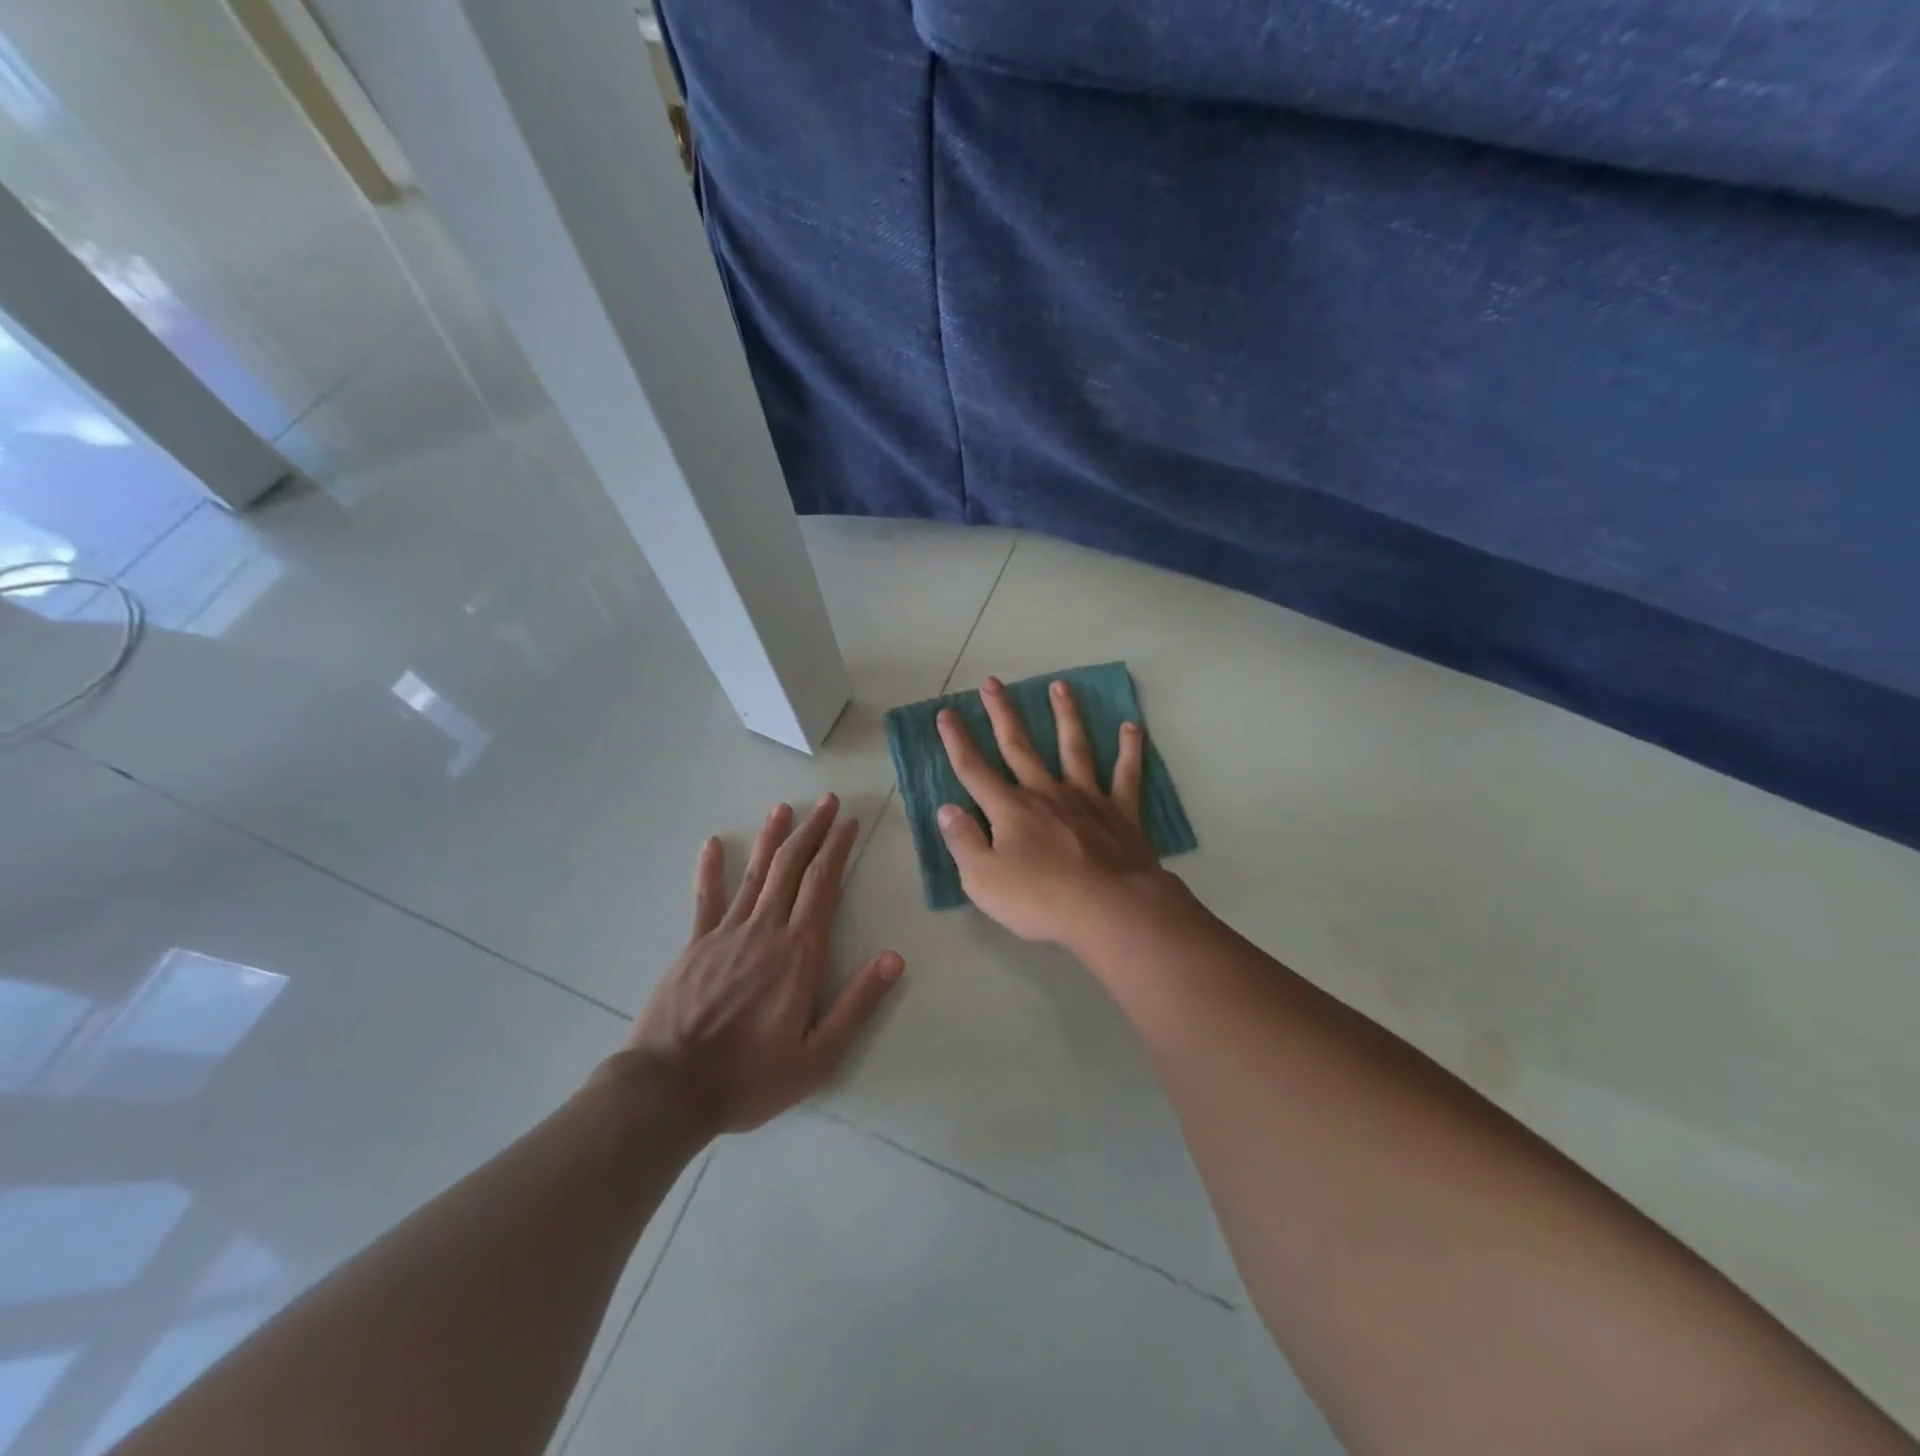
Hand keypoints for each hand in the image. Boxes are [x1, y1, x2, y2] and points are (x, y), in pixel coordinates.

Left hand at [620, 795, 904, 1135]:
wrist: (670, 1089)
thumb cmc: (750, 1076)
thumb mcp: (818, 1056)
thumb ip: (858, 1004)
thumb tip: (894, 958)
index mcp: (799, 952)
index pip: (823, 885)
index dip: (837, 849)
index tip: (848, 822)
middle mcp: (765, 930)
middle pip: (792, 867)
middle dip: (812, 830)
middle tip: (827, 801)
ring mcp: (726, 933)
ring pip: (755, 873)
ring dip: (772, 838)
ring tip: (784, 808)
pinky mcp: (694, 944)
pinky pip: (706, 898)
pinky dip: (710, 869)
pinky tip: (714, 843)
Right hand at [936, 676, 1176, 947]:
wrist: (1109, 909)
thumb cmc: (1040, 899)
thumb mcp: (982, 879)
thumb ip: (963, 841)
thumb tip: (947, 809)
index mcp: (1009, 809)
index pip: (974, 769)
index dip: (957, 741)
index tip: (946, 713)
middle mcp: (1046, 793)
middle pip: (1019, 746)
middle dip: (1003, 713)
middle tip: (993, 682)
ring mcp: (1086, 799)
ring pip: (1074, 747)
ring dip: (1066, 715)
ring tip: (1061, 686)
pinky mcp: (1121, 813)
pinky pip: (1126, 775)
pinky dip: (1130, 750)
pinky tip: (1132, 727)